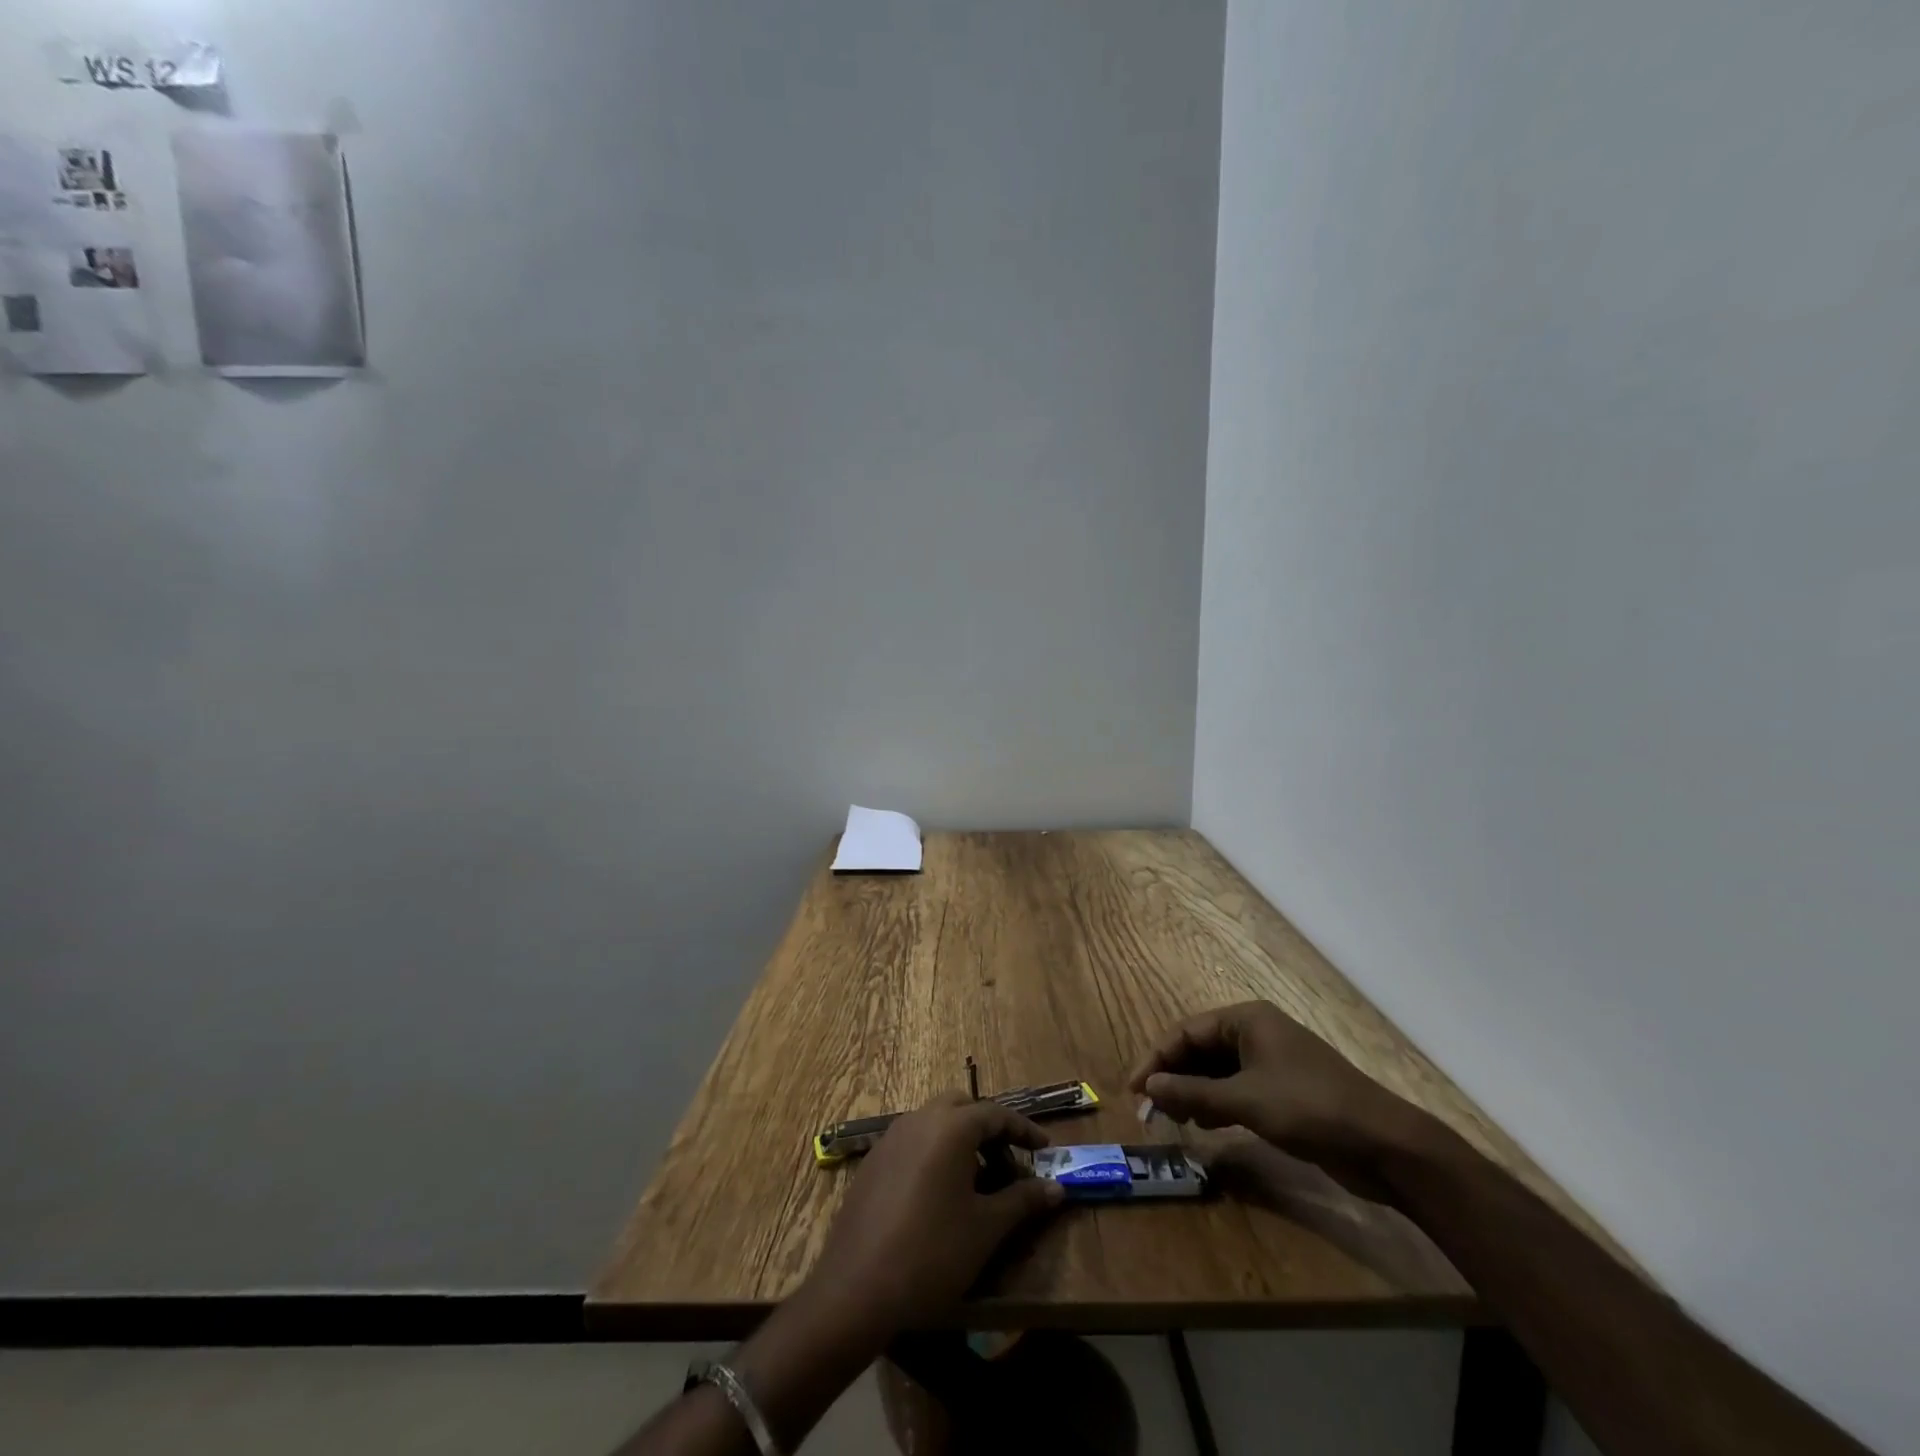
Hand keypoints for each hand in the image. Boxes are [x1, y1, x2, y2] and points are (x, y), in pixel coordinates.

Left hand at [807, 1093, 1064, 1336]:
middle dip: (989, 1128)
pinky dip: (935, 1152)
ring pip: (935, 1121)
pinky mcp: (873, 1161)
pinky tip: (941, 1193)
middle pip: (962, 1107)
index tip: (1044, 1150)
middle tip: (1009, 1161)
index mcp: (951, 1127)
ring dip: (961, 1139)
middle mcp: (920, 1119)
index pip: (996, 1114)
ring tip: (979, 1180)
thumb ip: (1023, 1200)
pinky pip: (913, 1141)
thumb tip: (1056, 1187)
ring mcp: (891, 1138)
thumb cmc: (932, 1253)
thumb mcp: (986, 1228)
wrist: (857, 1288)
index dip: (1024, 1131)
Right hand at [1126, 1001, 1424, 1170]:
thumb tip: (1147, 1087)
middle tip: (1148, 1110)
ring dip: (1192, 1092)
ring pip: (1217, 1071)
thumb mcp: (1245, 1101)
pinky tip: (1204, 1125)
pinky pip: (1236, 1089)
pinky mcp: (1284, 1091)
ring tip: (1171, 1119)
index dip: (1156, 1059)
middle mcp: (1256, 1033)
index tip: (1133, 1090)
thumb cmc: (1310, 1108)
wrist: (1385, 1146)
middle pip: (1200, 1049)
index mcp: (1247, 1019)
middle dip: (1173, 1077)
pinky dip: (1216, 1104)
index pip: (1186, 1032)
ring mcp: (1272, 1062)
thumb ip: (1192, 1093)